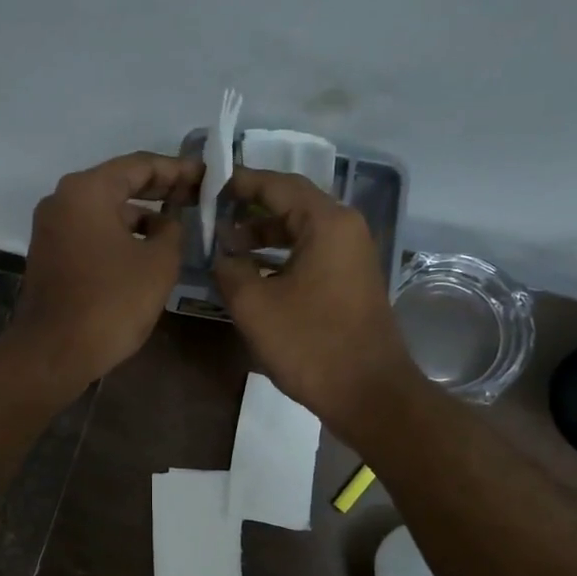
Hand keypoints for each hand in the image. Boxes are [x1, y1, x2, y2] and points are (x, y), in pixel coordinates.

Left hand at [7, 152, 202, 396]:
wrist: (54, 353)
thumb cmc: (111, 303)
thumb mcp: (158, 263)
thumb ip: (173, 231)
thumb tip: (170, 222)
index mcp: (86, 190)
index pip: (140, 165)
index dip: (178, 170)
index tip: (207, 176)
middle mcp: (62, 200)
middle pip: (119, 184)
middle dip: (160, 190)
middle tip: (197, 196)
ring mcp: (51, 228)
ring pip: (105, 210)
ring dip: (141, 216)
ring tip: (179, 226)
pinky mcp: (50, 254)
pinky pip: (92, 232)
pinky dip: (120, 235)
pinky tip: (148, 250)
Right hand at [212, 168, 417, 437]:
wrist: (368, 392)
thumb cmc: (310, 343)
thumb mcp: (254, 305)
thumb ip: (229, 269)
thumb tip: (222, 255)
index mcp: (326, 222)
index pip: (278, 185)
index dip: (241, 183)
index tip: (209, 186)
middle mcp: (345, 229)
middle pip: (292, 203)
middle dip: (251, 208)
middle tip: (213, 216)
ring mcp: (352, 255)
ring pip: (302, 230)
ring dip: (264, 235)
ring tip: (227, 247)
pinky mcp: (351, 280)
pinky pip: (312, 252)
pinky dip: (282, 256)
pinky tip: (254, 273)